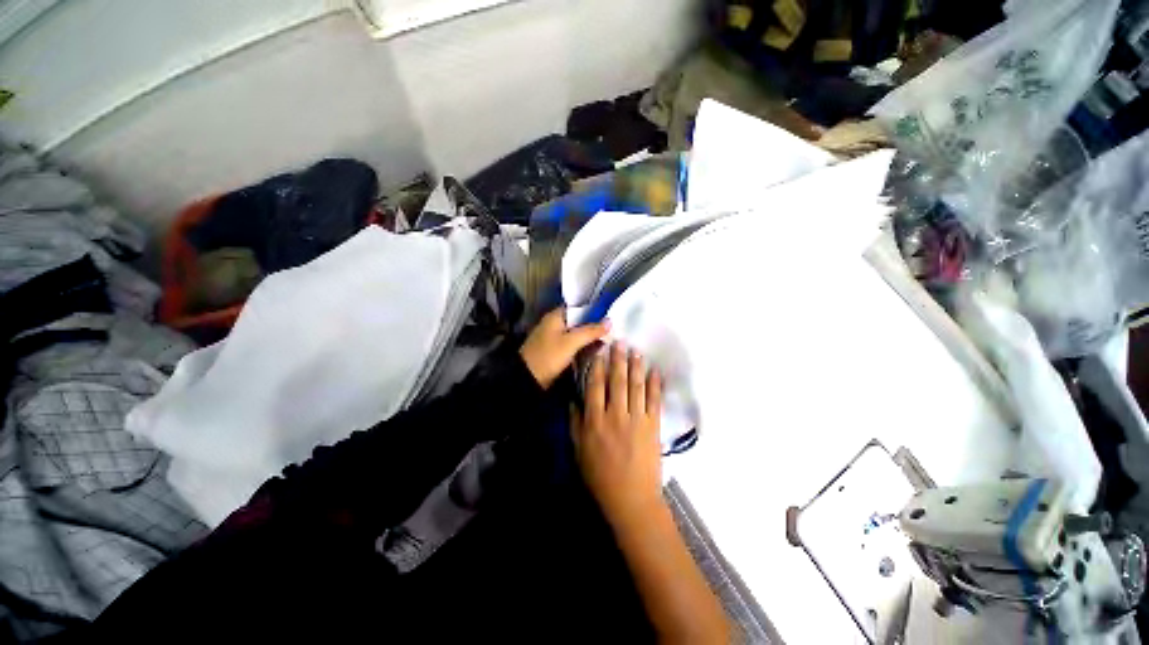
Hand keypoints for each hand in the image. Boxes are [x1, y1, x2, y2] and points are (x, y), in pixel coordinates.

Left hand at [519, 308, 609, 388]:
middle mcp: (556, 323)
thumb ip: (590, 331)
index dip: (595, 309)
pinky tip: (598, 348)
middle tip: (616, 326)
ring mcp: (556, 337)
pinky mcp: (557, 350)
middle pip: (579, 320)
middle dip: (595, 324)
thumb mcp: (571, 342)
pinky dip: (585, 345)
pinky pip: (574, 343)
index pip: (579, 307)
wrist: (528, 379)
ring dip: (591, 335)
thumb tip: (610, 321)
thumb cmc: (548, 356)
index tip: (612, 313)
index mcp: (556, 316)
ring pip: (578, 333)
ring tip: (612, 337)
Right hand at [571, 343, 663, 524]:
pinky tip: (655, 371)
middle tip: (619, 342)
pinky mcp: (653, 426)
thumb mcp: (579, 451)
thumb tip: (573, 400)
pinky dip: (655, 384)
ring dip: (636, 366)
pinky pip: (654, 400)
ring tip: (636, 351)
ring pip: (636, 386)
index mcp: (595, 420)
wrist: (631, 499)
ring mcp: (636, 419)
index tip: (599, 351)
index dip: (597, 366)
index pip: (595, 386)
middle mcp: (615, 414)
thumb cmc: (601, 477)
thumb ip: (575, 424)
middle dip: (618, 359)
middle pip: (617, 380)